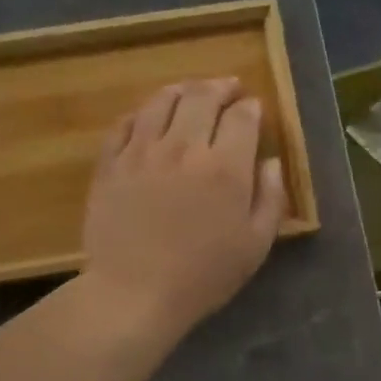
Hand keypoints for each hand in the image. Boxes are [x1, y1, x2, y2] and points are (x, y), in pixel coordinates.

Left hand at [81, 78, 287, 338]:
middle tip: (228, 88)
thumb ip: (270, 198)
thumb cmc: (203, 276)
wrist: (134, 293)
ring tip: (190, 91)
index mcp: (225, 167)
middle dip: (220, 87)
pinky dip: (142, 113)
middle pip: (201, 97)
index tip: (254, 108)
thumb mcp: (255, 245)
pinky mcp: (110, 164)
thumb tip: (270, 161)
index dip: (251, 107)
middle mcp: (184, 147)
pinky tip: (149, 117)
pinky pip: (125, 124)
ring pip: (161, 102)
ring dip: (181, 90)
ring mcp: (141, 152)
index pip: (242, 117)